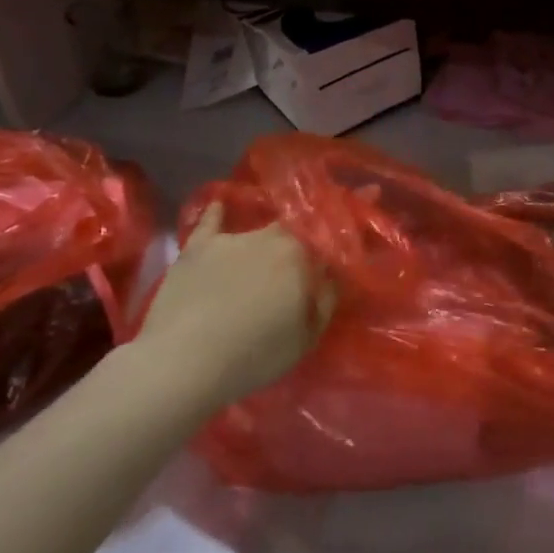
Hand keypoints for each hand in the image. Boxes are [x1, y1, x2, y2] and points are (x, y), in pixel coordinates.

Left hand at [134, 204, 333, 406]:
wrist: (182, 363)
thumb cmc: (253, 355)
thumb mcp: (306, 337)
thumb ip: (326, 299)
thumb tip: (332, 274)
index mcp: (301, 256)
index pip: (333, 229)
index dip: (353, 209)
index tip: (371, 189)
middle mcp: (269, 237)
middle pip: (296, 228)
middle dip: (307, 232)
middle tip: (307, 254)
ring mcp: (230, 239)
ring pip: (258, 230)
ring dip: (268, 240)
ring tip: (264, 260)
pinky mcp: (195, 248)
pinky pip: (210, 223)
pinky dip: (218, 214)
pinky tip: (220, 205)